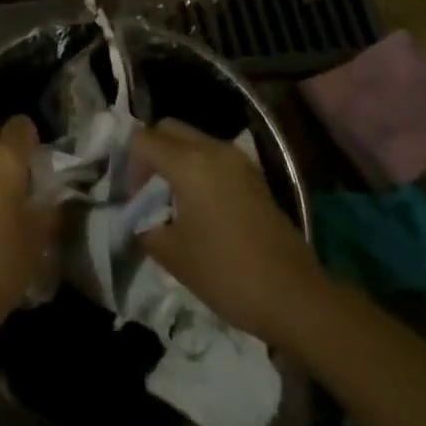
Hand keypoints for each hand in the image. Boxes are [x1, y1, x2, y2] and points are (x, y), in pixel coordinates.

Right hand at [130, 118, 321, 342]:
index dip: (130, 166)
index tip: (136, 200)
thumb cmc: (227, 273)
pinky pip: (214, 156)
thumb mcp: (172, 255)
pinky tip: (202, 207)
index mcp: (189, 162)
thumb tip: (139, 217)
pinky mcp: (254, 176)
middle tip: (150, 191)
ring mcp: (238, 160)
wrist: (295, 296)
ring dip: (176, 158)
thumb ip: (145, 226)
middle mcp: (213, 149)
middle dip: (152, 152)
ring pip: (193, 139)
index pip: (143, 139)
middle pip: (169, 128)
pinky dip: (198, 168)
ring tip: (175, 201)